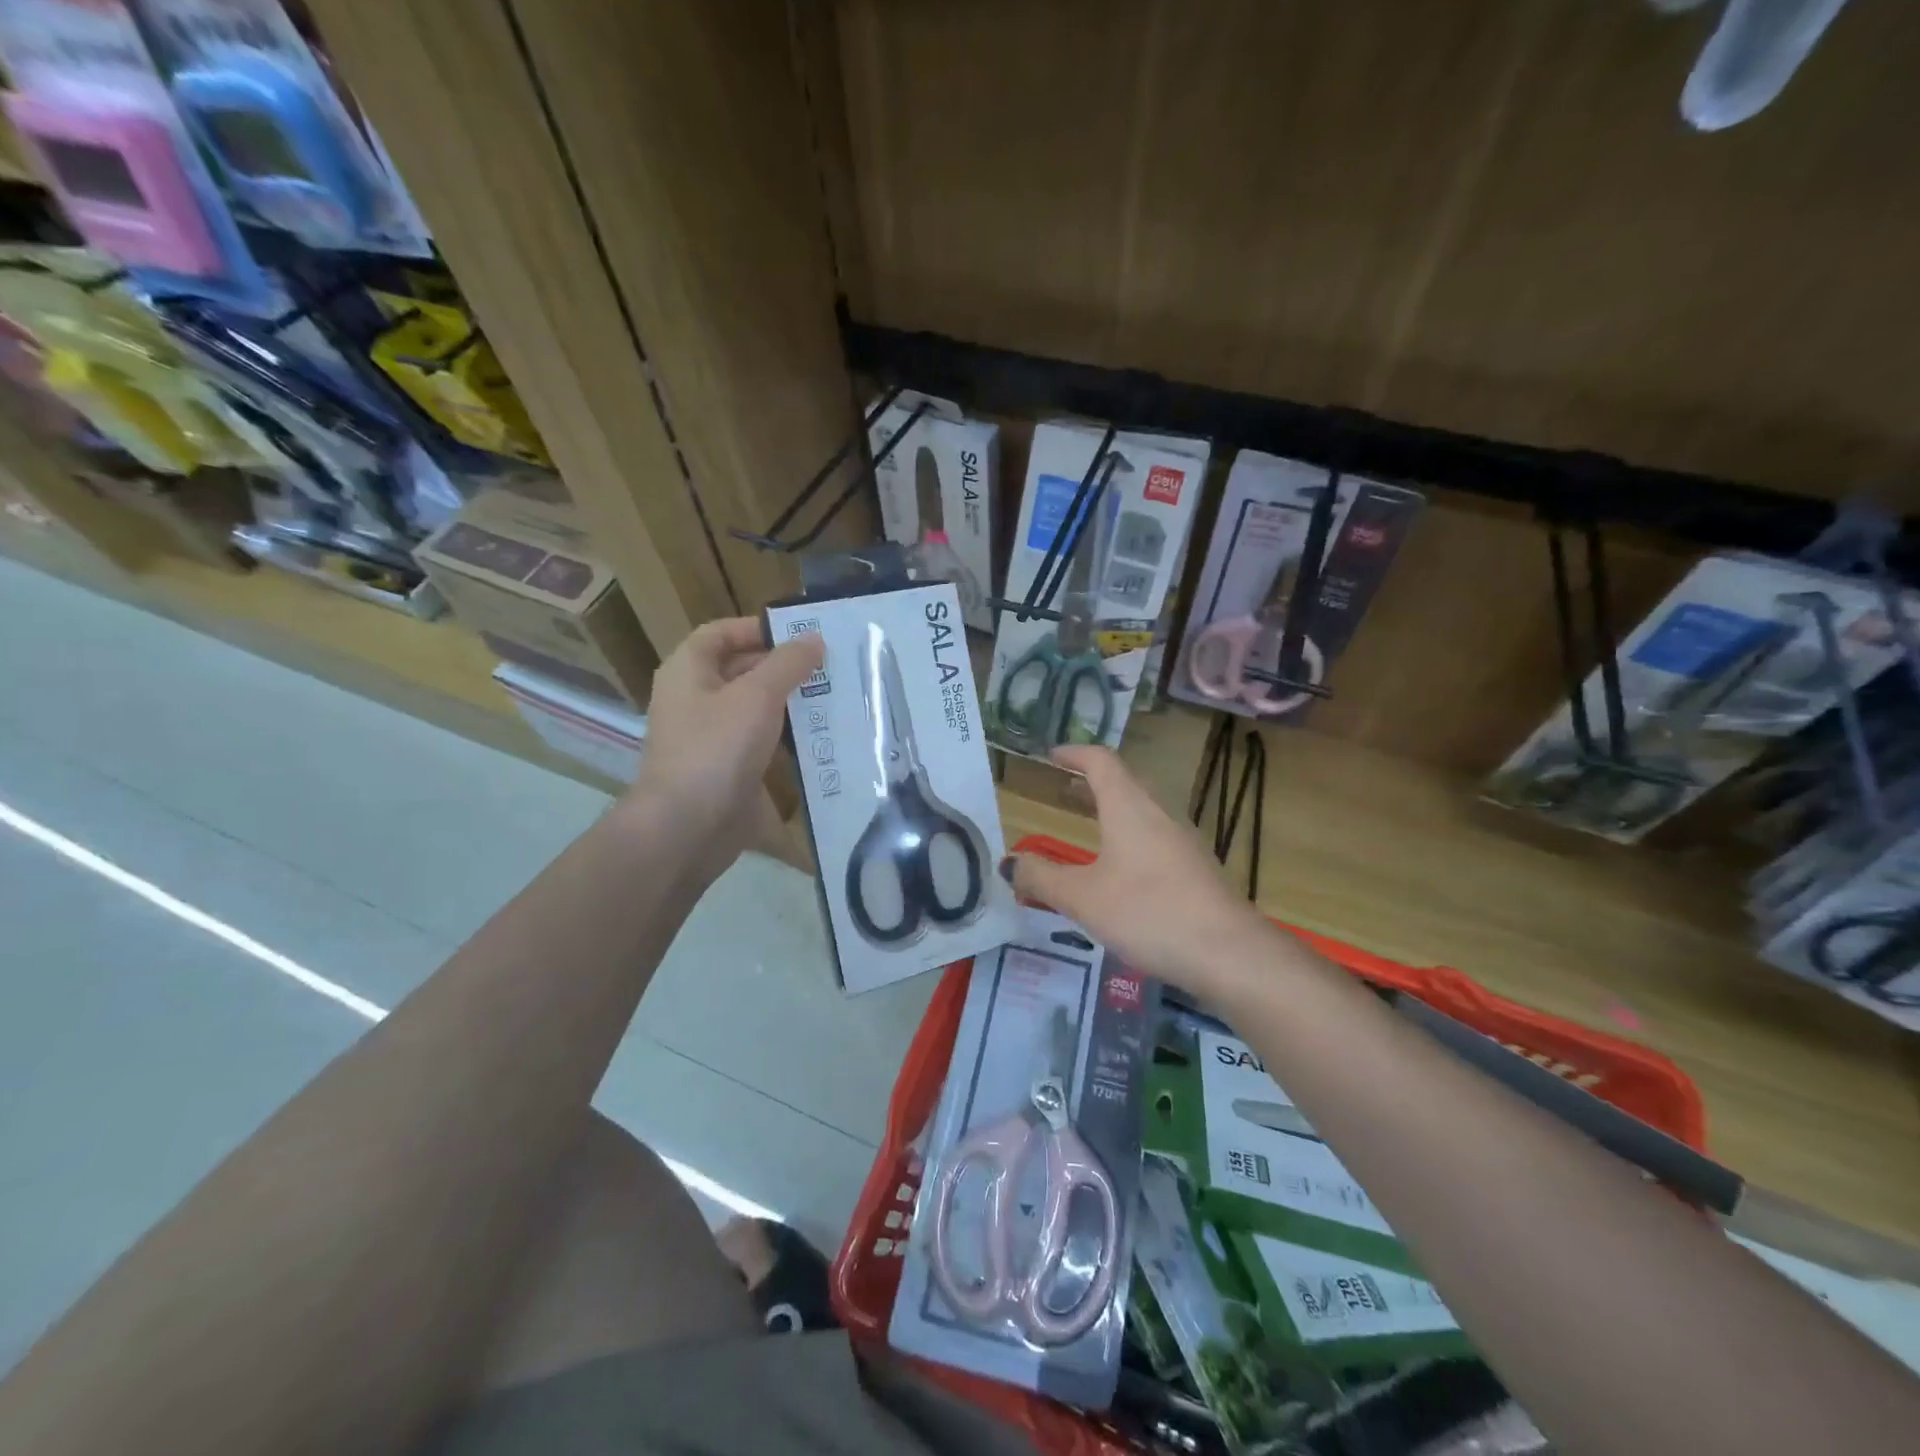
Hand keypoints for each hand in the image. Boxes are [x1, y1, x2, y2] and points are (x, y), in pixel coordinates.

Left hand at [630, 617, 821, 877]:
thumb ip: (788, 663)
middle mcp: (696, 699)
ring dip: (792, 704)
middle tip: (832, 667)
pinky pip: (762, 744)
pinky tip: (823, 739)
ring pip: (756, 709)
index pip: (721, 633)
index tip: (802, 634)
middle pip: (742, 670)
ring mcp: (712, 737)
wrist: (687, 828)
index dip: (759, 628)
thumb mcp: (757, 696)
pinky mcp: (729, 769)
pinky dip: (788, 739)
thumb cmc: (717, 748)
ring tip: (837, 698)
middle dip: (784, 667)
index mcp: (689, 671)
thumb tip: (814, 638)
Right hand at [1004, 745, 1274, 995]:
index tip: (1051, 755)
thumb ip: (1042, 878)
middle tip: (1063, 789)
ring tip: (1088, 825)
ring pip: (1142, 811)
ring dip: (1113, 809)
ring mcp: (1183, 842)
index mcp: (1130, 808)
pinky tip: (1121, 869)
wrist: (1230, 954)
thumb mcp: (1083, 898)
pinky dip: (1129, 836)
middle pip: (1125, 782)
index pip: (1101, 762)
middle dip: (1092, 781)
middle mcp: (1159, 815)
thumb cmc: (1149, 913)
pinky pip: (1155, 837)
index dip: (1074, 753)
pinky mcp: (1196, 869)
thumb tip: (1008, 863)